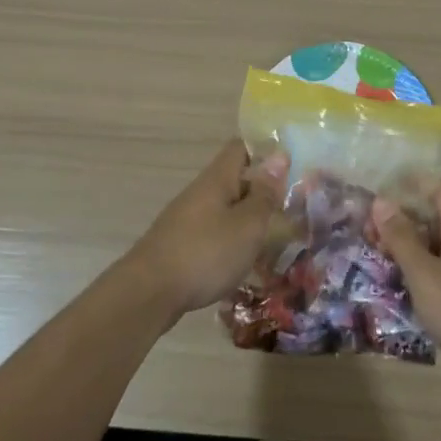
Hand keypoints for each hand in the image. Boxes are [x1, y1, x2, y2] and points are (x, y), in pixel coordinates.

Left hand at [122, 140, 287, 316]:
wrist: (149, 292)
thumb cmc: (206, 253)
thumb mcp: (247, 224)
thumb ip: (264, 193)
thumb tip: (278, 156)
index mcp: (217, 179)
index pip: (240, 147)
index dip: (265, 151)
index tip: (291, 166)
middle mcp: (199, 192)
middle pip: (234, 179)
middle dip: (261, 190)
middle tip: (291, 208)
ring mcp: (186, 218)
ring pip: (224, 207)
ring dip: (247, 217)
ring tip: (272, 236)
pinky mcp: (179, 243)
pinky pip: (213, 230)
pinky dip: (231, 239)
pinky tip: (242, 258)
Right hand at [372, 183, 440, 384]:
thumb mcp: (425, 275)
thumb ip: (402, 239)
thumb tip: (381, 200)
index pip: (439, 188)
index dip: (411, 184)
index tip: (380, 194)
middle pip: (437, 217)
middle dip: (404, 222)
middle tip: (370, 236)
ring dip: (413, 249)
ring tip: (382, 263)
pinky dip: (426, 272)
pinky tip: (410, 292)